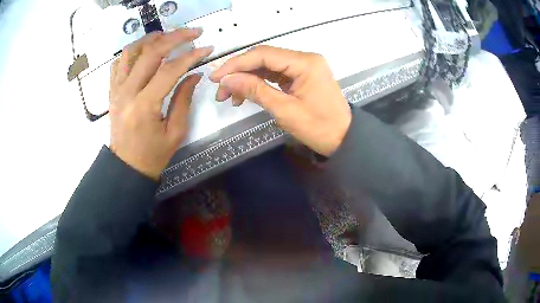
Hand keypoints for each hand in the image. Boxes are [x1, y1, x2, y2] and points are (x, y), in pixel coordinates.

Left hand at [109, 29, 213, 179]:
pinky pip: (119, 63)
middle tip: (193, 32)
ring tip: (168, 36)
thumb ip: (184, 99)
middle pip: (150, 52)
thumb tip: (194, 74)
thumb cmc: (153, 155)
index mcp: (144, 106)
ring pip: (131, 51)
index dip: (190, 56)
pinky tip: (145, 50)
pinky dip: (133, 51)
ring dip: (151, 38)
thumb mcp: (175, 132)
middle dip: (175, 37)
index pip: (169, 70)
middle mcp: (127, 92)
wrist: (126, 166)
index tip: (206, 48)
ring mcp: (116, 90)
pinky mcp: (112, 91)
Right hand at [210, 46, 350, 155]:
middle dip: (239, 73)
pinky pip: (274, 74)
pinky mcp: (301, 75)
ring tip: (230, 97)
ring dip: (246, 79)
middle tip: (221, 91)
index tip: (215, 77)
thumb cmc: (319, 128)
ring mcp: (303, 66)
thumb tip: (227, 80)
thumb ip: (255, 91)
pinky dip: (258, 83)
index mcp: (305, 63)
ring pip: (266, 66)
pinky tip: (245, 95)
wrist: (343, 138)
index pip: (263, 55)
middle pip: (263, 58)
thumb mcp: (285, 110)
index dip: (236, 64)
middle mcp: (304, 58)